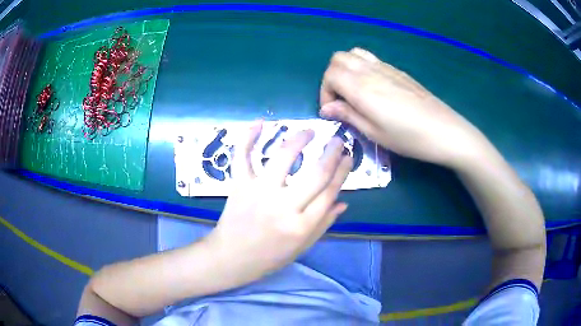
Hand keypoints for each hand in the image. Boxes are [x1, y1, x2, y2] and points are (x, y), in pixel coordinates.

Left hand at [206, 121, 352, 280]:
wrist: (231, 258)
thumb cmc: (268, 257)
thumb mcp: (301, 247)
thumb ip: (323, 224)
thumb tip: (343, 202)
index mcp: (302, 226)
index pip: (330, 191)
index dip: (342, 171)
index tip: (348, 156)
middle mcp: (283, 206)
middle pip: (316, 173)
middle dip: (331, 152)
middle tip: (337, 140)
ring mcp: (259, 192)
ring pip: (282, 158)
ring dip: (299, 139)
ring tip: (309, 131)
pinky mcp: (239, 185)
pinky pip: (243, 157)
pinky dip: (248, 138)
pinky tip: (259, 123)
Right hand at [320, 48, 487, 168]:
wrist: (444, 130)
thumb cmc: (409, 137)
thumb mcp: (374, 133)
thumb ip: (348, 115)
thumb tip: (327, 108)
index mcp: (361, 87)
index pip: (330, 75)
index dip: (325, 92)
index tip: (333, 111)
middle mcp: (370, 71)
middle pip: (338, 58)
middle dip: (331, 77)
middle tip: (340, 100)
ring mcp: (385, 67)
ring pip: (354, 54)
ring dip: (346, 69)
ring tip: (353, 90)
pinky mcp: (397, 70)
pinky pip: (370, 58)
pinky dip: (361, 67)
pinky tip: (372, 88)